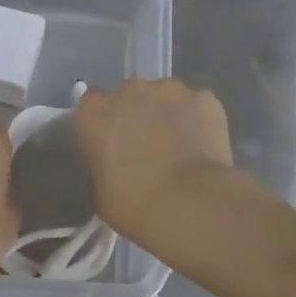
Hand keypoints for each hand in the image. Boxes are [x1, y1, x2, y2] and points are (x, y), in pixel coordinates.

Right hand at [74, 79, 234, 243]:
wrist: (192, 206)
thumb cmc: (136, 206)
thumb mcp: (101, 192)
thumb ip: (102, 163)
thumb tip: (115, 159)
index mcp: (96, 112)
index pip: (91, 105)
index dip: (103, 123)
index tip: (111, 142)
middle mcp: (130, 90)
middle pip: (130, 95)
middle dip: (137, 114)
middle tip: (147, 146)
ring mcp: (170, 90)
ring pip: (165, 97)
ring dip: (168, 115)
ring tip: (180, 148)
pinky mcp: (204, 98)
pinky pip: (196, 106)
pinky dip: (198, 121)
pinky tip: (203, 147)